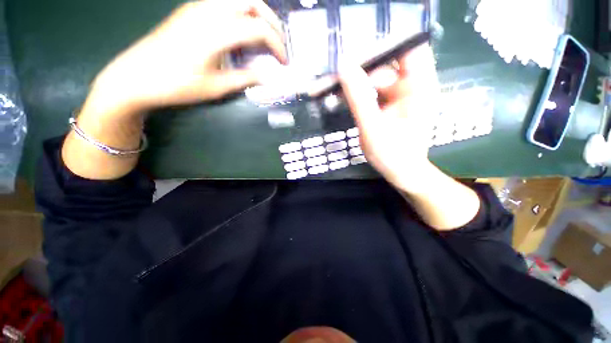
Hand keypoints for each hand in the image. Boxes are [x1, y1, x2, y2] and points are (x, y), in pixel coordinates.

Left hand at [64, 0, 286, 179]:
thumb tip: (267, 77)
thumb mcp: (216, 87)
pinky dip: (242, 15)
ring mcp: (198, 7)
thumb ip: (245, 78)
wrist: (136, 76)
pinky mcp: (191, 10)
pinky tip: (242, 34)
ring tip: (264, 38)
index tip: (284, 63)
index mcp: (216, 31)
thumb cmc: (177, 85)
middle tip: (278, 43)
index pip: (259, 29)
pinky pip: (225, 4)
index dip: (277, 45)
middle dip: (272, 21)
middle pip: (252, 1)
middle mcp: (209, 10)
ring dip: (257, 15)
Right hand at [339, 45, 439, 193]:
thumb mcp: (372, 126)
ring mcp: (402, 96)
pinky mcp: (392, 105)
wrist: (401, 172)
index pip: (408, 49)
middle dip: (361, 69)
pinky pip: (374, 92)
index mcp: (419, 87)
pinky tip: (343, 98)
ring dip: (356, 83)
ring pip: (377, 79)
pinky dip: (359, 94)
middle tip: (335, 76)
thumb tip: (344, 68)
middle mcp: (413, 86)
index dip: (384, 46)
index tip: (356, 54)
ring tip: (333, 89)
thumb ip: (358, 97)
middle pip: (387, 65)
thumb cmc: (392, 154)